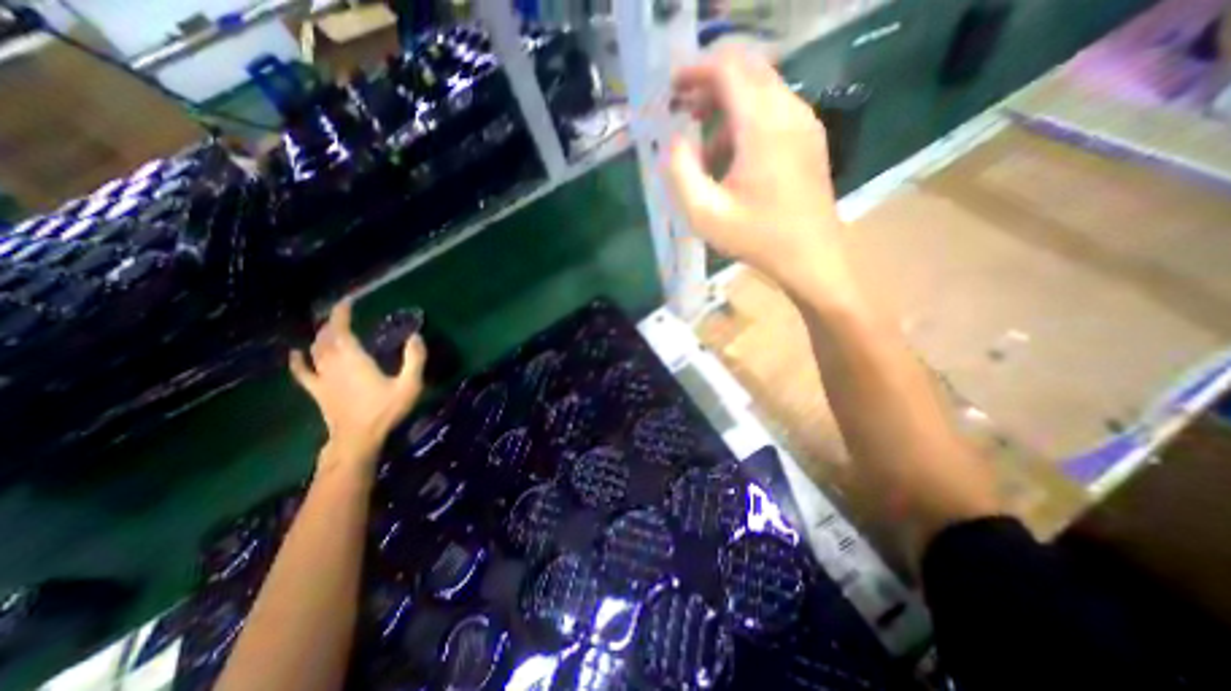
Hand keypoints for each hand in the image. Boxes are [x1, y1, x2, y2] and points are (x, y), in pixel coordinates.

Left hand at [289, 296, 427, 470]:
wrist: (358, 439)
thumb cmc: (385, 410)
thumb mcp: (409, 384)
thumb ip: (414, 359)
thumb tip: (416, 336)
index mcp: (354, 359)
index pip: (341, 330)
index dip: (341, 314)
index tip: (347, 301)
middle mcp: (333, 364)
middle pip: (325, 338)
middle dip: (331, 323)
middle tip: (342, 314)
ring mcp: (322, 378)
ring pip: (315, 351)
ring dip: (319, 337)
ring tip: (328, 329)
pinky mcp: (318, 392)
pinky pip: (302, 373)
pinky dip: (297, 362)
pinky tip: (296, 353)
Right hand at [669, 47, 852, 299]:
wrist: (811, 257)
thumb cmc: (756, 238)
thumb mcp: (705, 213)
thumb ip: (681, 171)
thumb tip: (676, 140)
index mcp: (762, 125)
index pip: (727, 69)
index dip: (695, 71)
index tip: (672, 87)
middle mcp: (789, 111)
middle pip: (747, 70)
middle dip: (710, 83)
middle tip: (684, 111)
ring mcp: (805, 123)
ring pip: (761, 89)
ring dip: (727, 106)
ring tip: (703, 148)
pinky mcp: (810, 138)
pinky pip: (774, 110)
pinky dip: (746, 120)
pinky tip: (732, 158)